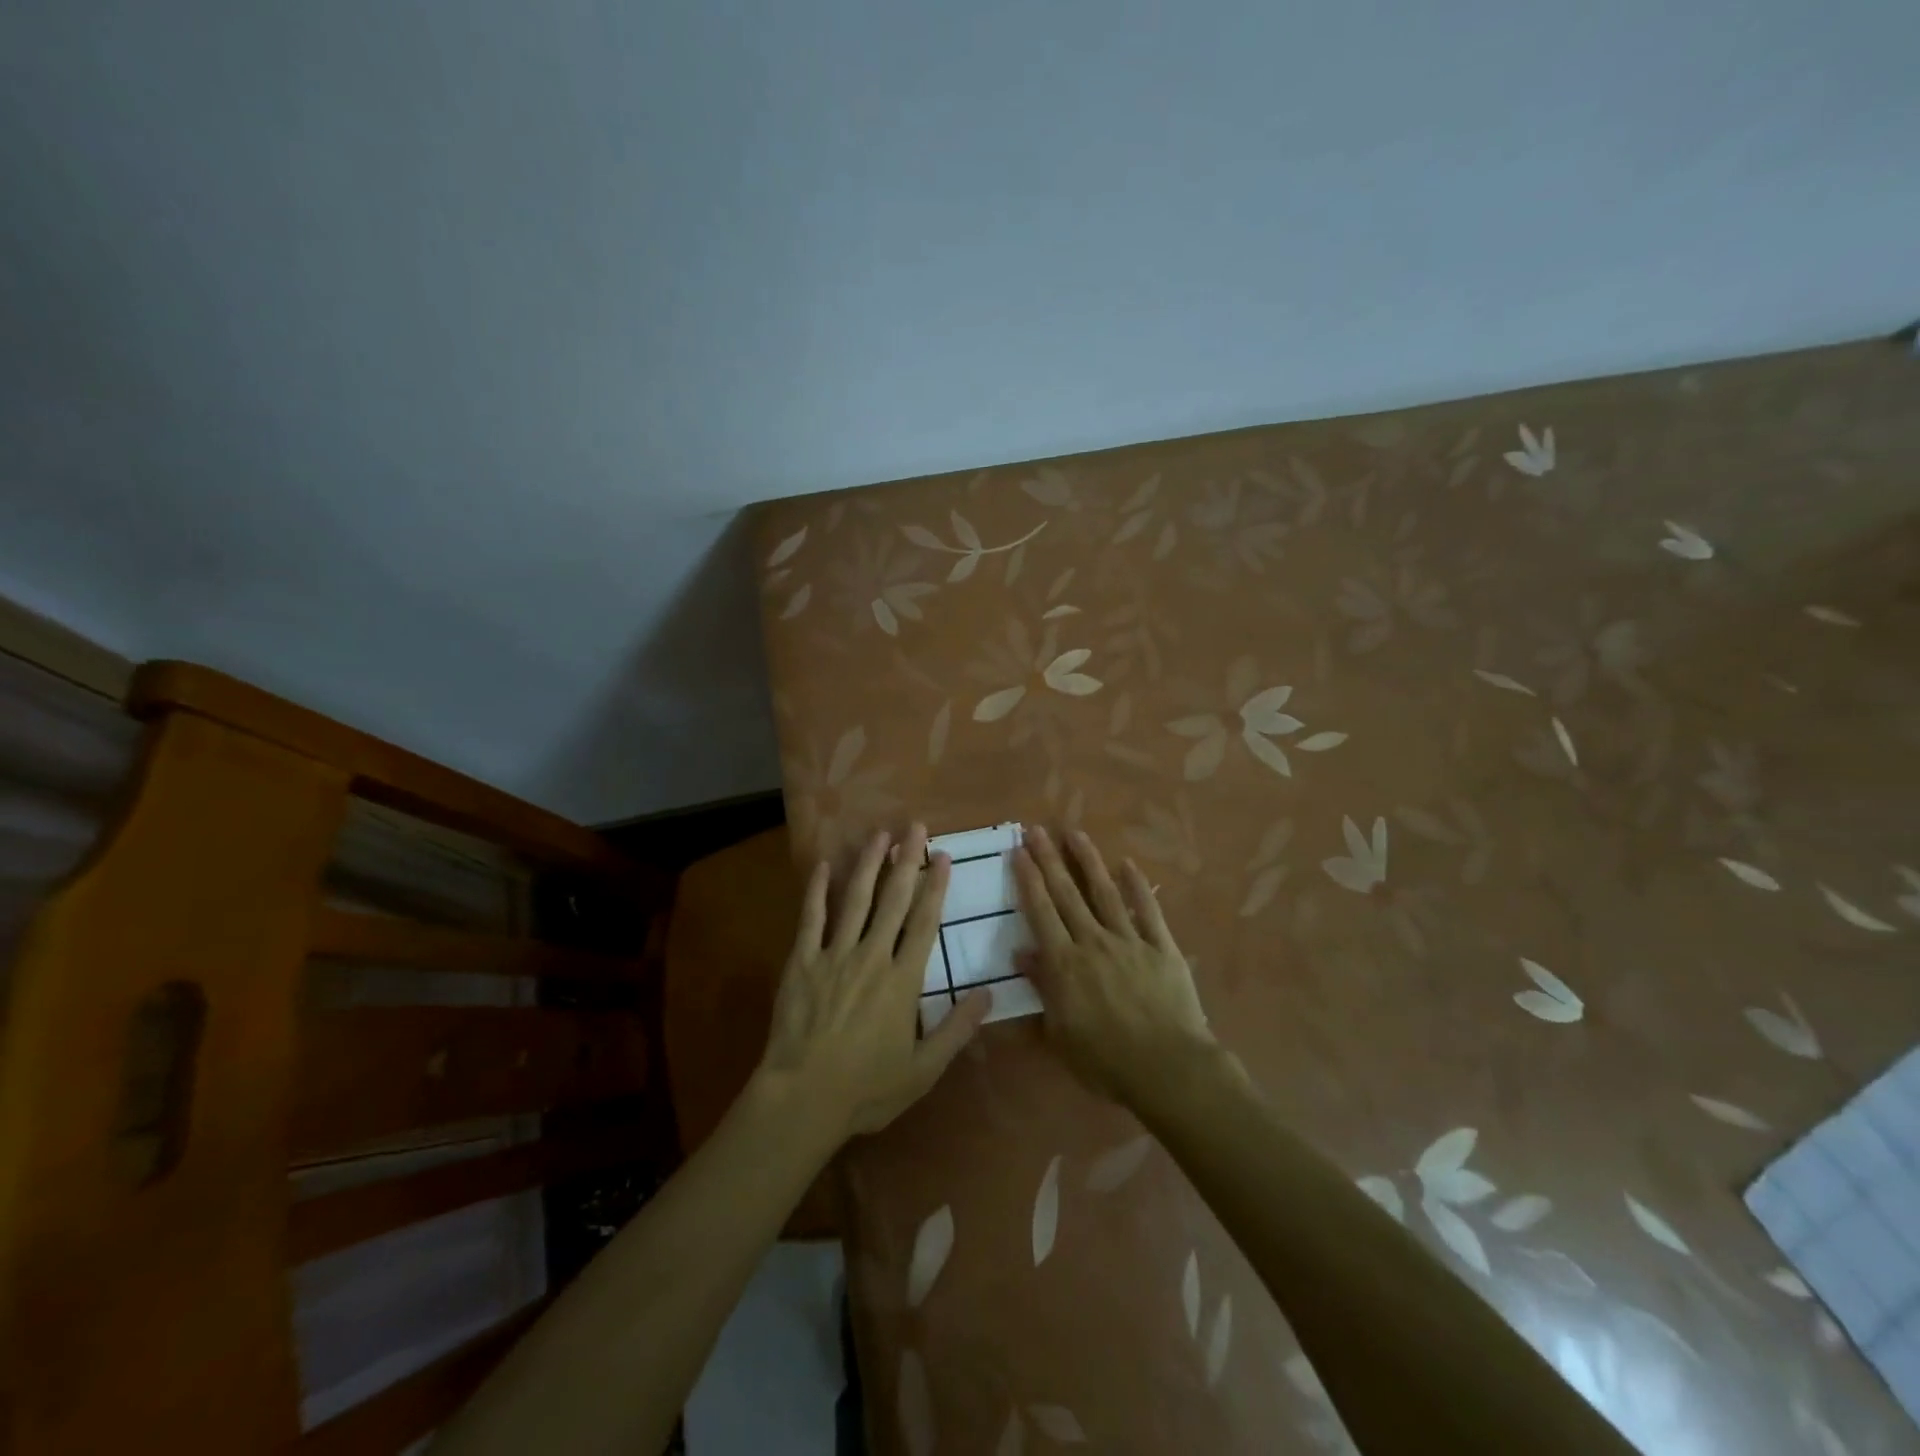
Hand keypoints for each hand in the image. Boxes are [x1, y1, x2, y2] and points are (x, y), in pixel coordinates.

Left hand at [759, 825, 990, 1141]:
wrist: (802, 1099)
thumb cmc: (867, 1088)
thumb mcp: (923, 1069)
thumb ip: (957, 1029)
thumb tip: (988, 994)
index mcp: (902, 980)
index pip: (924, 922)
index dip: (935, 886)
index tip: (942, 856)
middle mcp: (871, 957)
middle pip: (893, 900)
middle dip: (906, 861)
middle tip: (915, 827)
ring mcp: (833, 955)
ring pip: (855, 899)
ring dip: (868, 864)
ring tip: (879, 834)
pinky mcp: (801, 962)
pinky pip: (810, 919)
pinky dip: (817, 890)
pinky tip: (824, 865)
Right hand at [1014, 825, 1215, 1103]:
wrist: (1168, 1068)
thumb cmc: (1106, 1061)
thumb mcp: (1060, 1035)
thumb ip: (1041, 990)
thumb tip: (1022, 953)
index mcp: (1065, 964)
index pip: (1041, 912)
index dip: (1028, 880)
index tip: (1018, 852)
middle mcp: (1093, 942)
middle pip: (1067, 894)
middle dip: (1049, 859)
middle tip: (1037, 830)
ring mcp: (1130, 940)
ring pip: (1104, 892)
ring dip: (1088, 861)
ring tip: (1075, 833)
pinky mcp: (1161, 947)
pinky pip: (1147, 910)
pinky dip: (1138, 886)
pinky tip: (1129, 865)